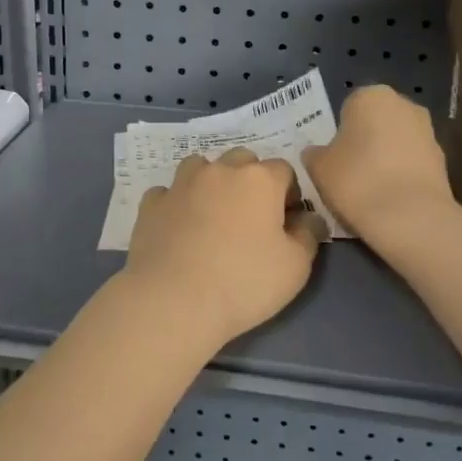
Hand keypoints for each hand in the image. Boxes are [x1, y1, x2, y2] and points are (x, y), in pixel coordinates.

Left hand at [122, 148, 321, 347]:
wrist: (174, 300)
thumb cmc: (244, 282)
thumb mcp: (295, 267)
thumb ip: (308, 235)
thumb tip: (310, 219)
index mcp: (259, 180)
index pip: (283, 170)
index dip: (289, 193)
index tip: (287, 220)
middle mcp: (219, 171)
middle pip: (241, 160)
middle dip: (250, 180)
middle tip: (251, 217)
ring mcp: (181, 184)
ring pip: (200, 167)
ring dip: (210, 182)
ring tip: (213, 214)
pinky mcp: (151, 204)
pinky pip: (168, 193)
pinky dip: (176, 203)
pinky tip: (178, 226)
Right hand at [304, 85, 456, 244]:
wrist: (411, 218)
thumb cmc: (357, 180)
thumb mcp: (318, 167)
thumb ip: (314, 154)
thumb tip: (316, 153)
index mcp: (371, 95)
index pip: (348, 107)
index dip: (339, 132)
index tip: (333, 157)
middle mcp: (404, 104)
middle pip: (376, 121)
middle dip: (364, 140)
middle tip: (349, 170)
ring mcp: (428, 131)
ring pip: (396, 141)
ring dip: (385, 157)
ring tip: (370, 189)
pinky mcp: (443, 160)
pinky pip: (412, 163)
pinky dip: (402, 174)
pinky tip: (391, 198)